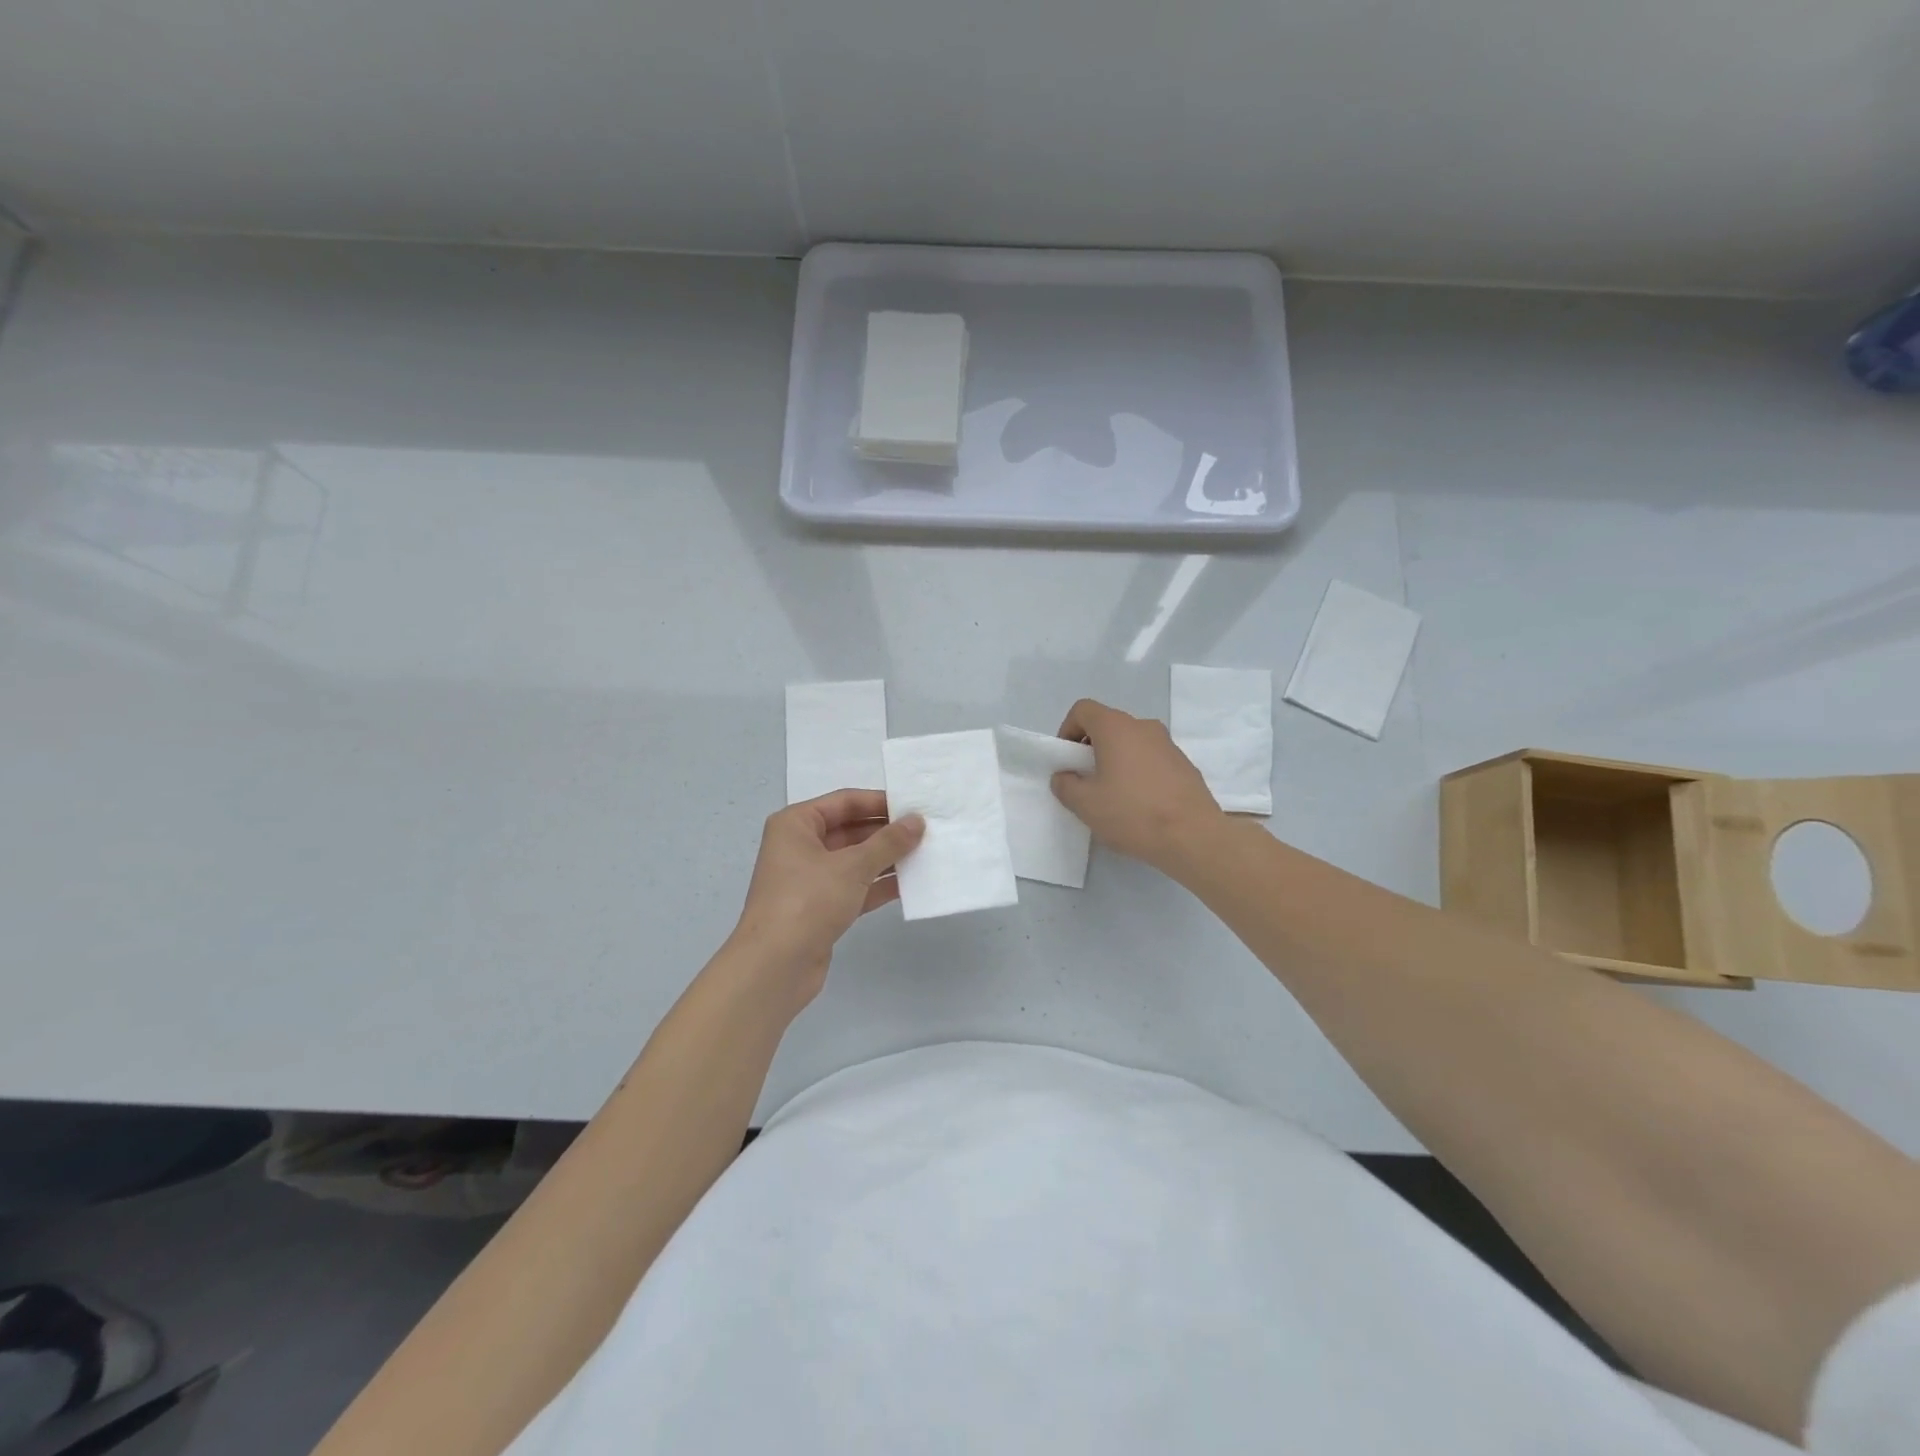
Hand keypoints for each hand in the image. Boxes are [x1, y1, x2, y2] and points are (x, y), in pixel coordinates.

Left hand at [727, 789, 924, 1011]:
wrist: (775, 966)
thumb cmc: (808, 901)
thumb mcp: (852, 866)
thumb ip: (888, 842)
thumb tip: (917, 821)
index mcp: (796, 824)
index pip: (845, 801)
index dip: (880, 802)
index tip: (915, 806)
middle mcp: (800, 846)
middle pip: (850, 830)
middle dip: (886, 832)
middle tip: (926, 832)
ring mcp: (810, 879)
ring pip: (855, 860)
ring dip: (887, 859)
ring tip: (926, 854)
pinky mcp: (821, 908)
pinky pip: (855, 887)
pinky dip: (879, 885)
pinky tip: (911, 884)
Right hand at [1050, 698, 1224, 874]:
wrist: (1193, 836)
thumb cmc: (1133, 813)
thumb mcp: (1085, 804)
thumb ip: (1065, 785)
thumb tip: (1065, 776)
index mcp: (1116, 727)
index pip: (1083, 709)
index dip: (1067, 730)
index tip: (1067, 760)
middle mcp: (1143, 726)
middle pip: (1108, 725)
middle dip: (1091, 748)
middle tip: (1086, 780)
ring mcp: (1168, 744)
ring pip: (1131, 742)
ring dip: (1116, 760)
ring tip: (1113, 795)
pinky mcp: (1184, 764)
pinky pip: (1151, 758)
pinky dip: (1138, 771)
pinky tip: (1140, 804)